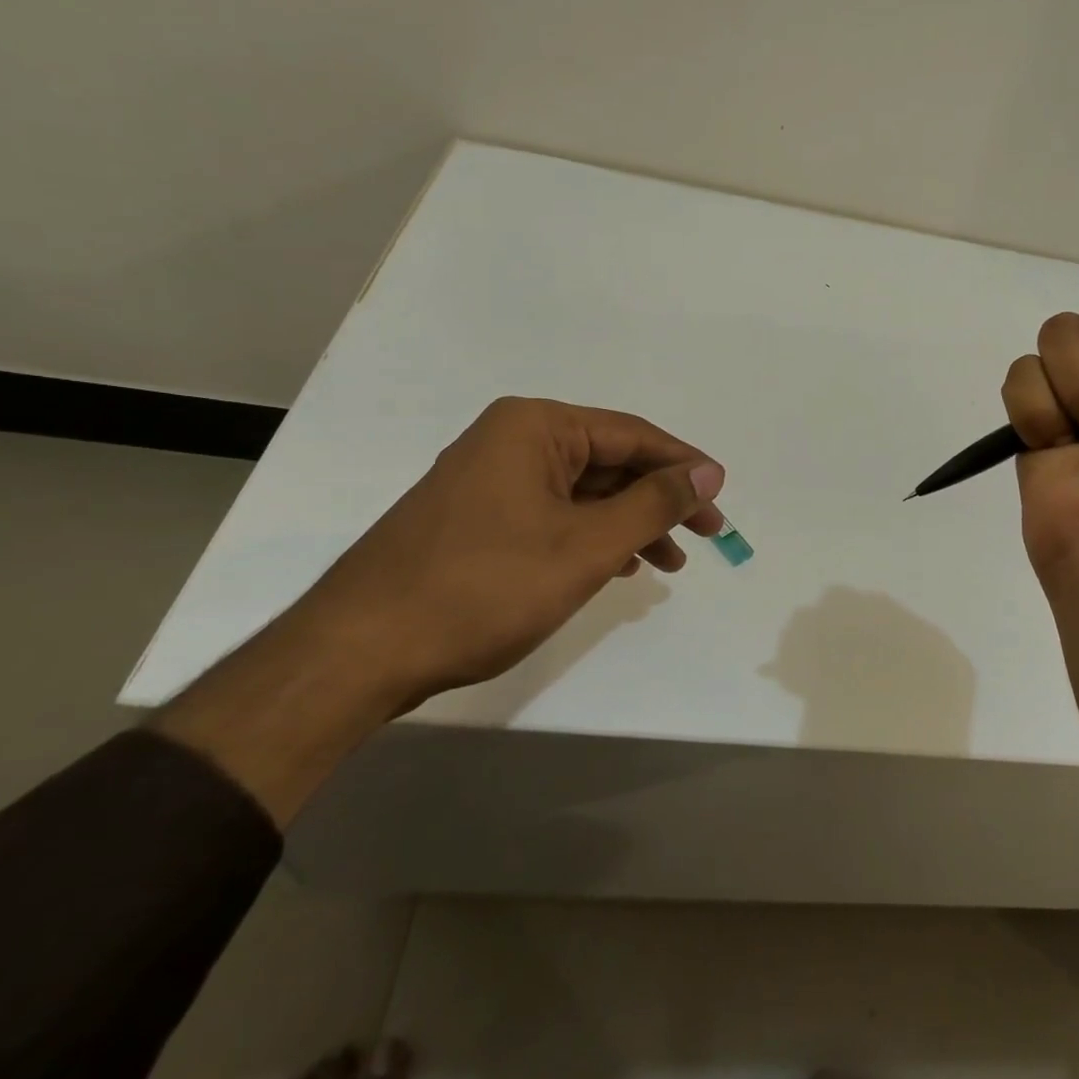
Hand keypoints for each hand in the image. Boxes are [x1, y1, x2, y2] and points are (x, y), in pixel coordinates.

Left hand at [155, 398, 725, 823]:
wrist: (358, 652)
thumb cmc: (484, 587)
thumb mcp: (586, 545)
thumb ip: (653, 503)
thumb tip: (708, 471)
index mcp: (535, 427)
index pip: (632, 434)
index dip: (683, 466)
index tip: (721, 499)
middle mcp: (510, 440)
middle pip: (608, 461)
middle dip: (658, 500)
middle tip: (703, 536)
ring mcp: (488, 480)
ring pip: (581, 492)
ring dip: (628, 523)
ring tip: (668, 562)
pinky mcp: (475, 518)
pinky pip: (552, 514)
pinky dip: (590, 537)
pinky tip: (616, 565)